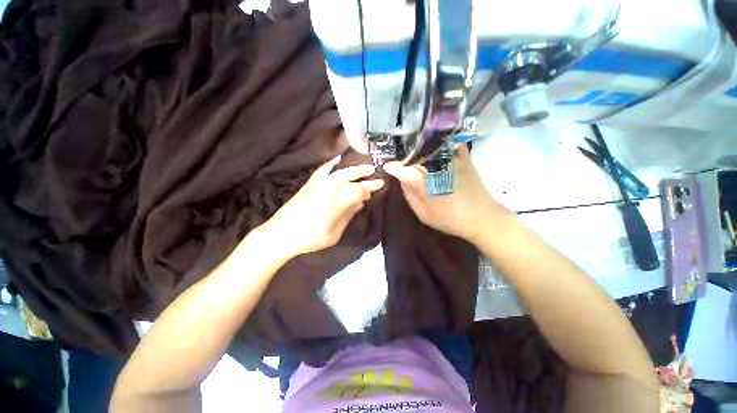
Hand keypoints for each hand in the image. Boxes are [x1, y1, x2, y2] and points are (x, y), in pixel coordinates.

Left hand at [260, 155, 383, 256]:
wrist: (281, 234)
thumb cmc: (310, 238)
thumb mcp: (334, 232)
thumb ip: (348, 214)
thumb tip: (360, 202)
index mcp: (336, 201)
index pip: (358, 190)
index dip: (371, 187)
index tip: (381, 184)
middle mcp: (328, 187)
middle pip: (350, 176)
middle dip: (364, 173)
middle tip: (375, 172)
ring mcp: (318, 183)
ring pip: (339, 170)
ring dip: (353, 168)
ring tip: (364, 166)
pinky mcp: (310, 183)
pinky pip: (323, 169)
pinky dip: (332, 163)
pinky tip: (338, 160)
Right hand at [384, 146, 507, 242]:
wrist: (483, 218)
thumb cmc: (450, 219)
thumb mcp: (424, 213)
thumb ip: (411, 195)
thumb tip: (402, 180)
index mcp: (425, 183)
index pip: (404, 171)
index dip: (394, 168)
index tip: (388, 166)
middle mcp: (436, 167)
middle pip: (416, 156)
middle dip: (407, 159)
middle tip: (402, 164)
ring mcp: (451, 161)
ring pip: (431, 148)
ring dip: (421, 149)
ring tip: (416, 154)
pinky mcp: (464, 159)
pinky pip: (451, 145)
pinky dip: (443, 143)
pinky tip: (438, 147)